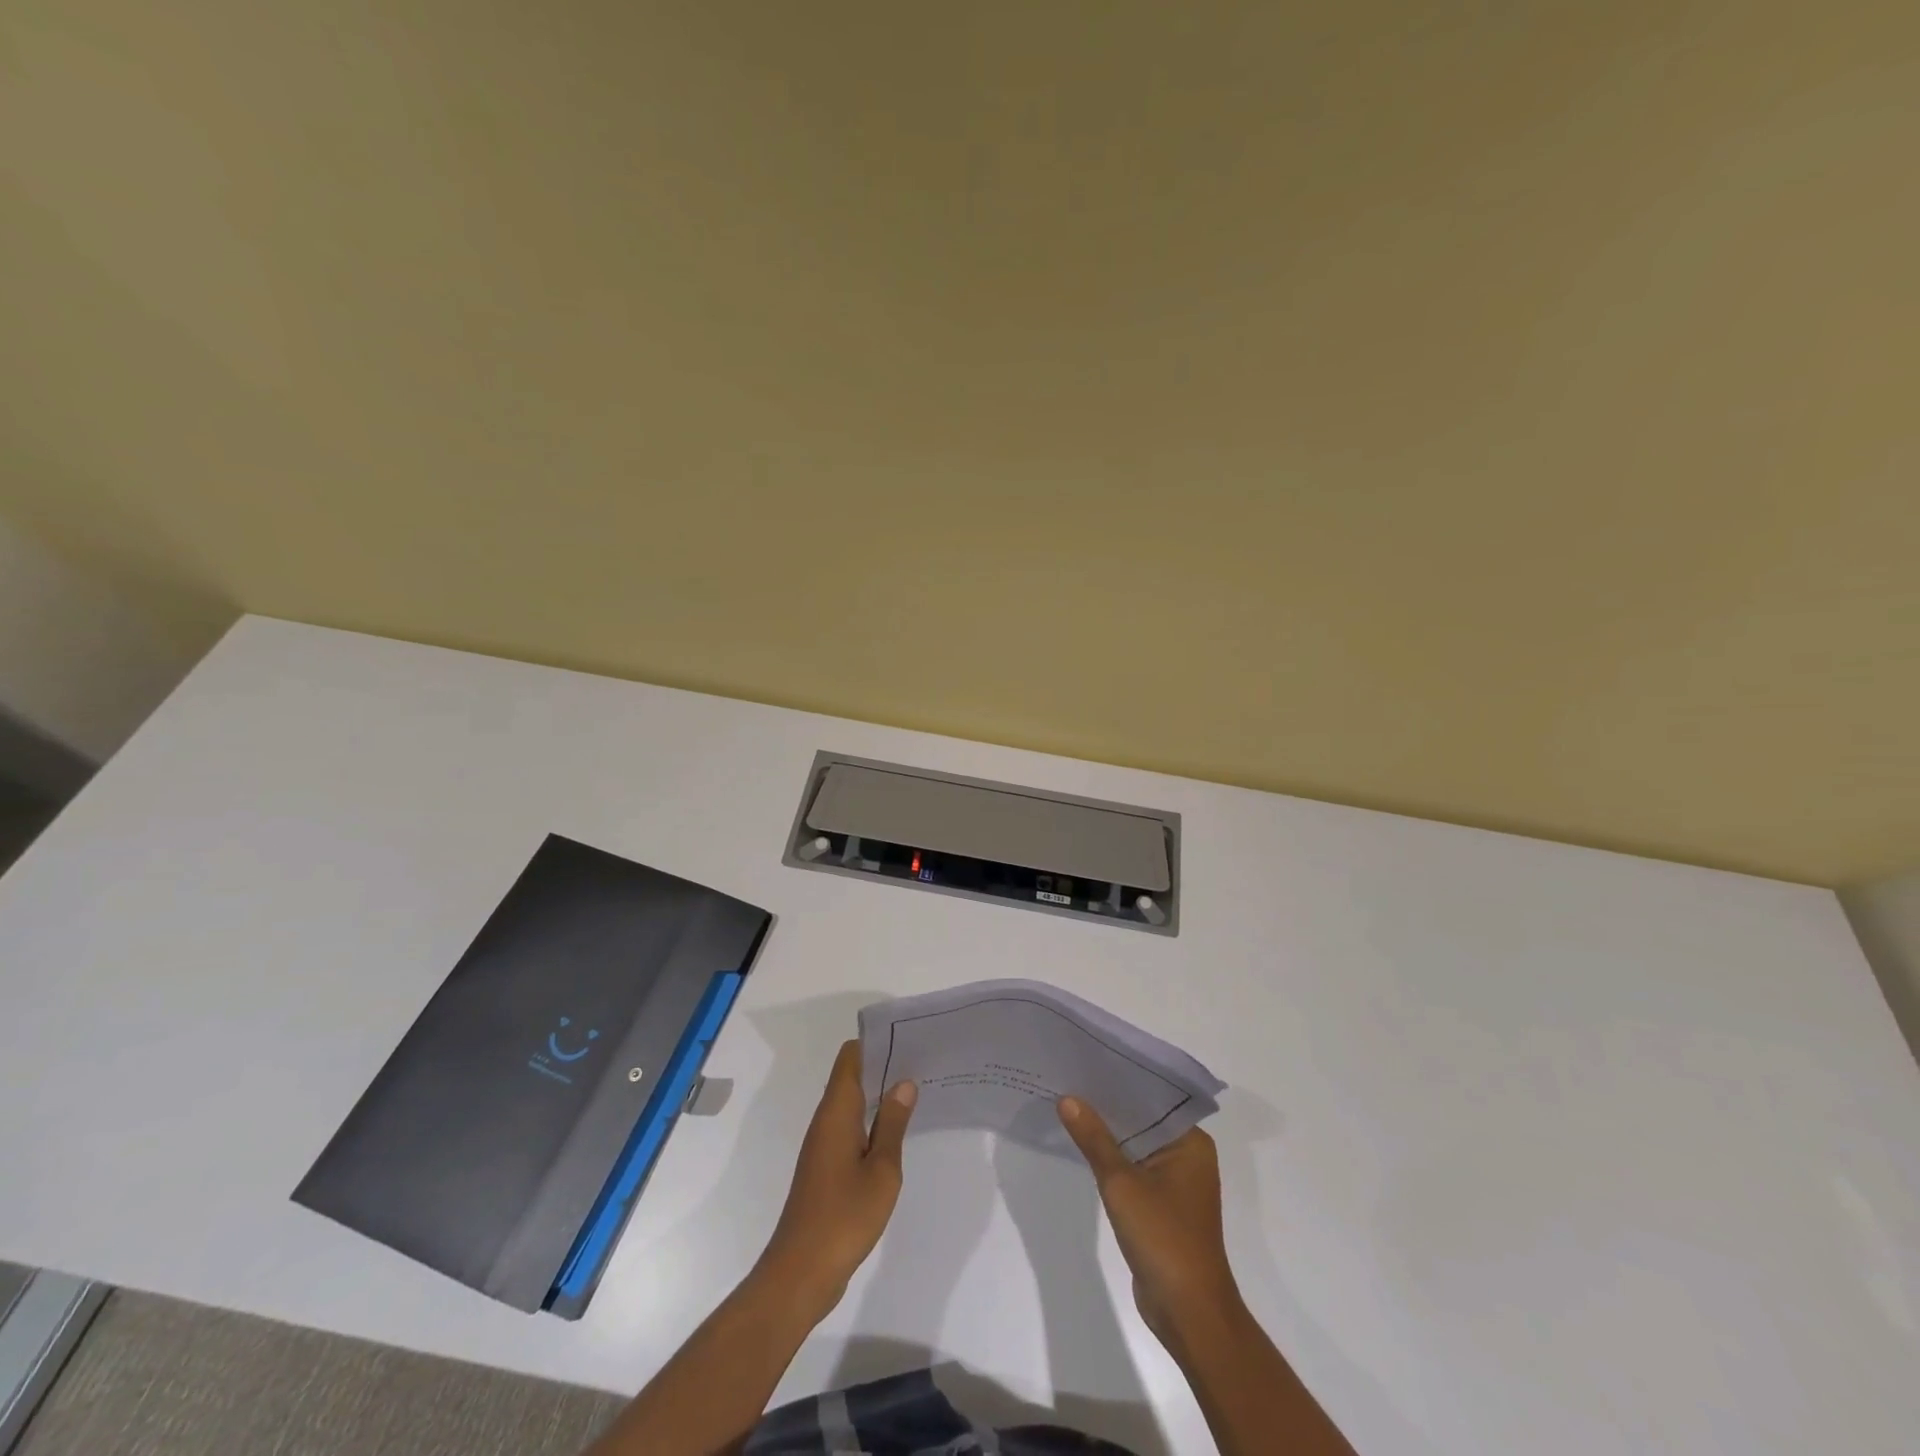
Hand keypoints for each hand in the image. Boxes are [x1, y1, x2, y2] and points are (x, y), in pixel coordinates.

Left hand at [754, 1040, 915, 1322]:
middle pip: (851, 1076)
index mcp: (836, 1112)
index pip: (850, 1057)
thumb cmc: (844, 1217)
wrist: (801, 1273)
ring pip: (851, 1102)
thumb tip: (903, 1082)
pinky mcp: (825, 1167)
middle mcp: (826, 1120)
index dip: (876, 1043)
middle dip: (883, 1066)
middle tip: (922, 1063)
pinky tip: (896, 1132)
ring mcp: (823, 1145)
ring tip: (916, 1091)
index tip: (907, 1040)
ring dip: (878, 1094)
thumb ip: (893, 1124)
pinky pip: (850, 1127)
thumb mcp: (881, 1170)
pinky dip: (871, 1120)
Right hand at [1058, 1097, 1240, 1341]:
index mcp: (1191, 1142)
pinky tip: (1083, 1145)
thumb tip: (1067, 1098)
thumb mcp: (1121, 1182)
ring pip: (1137, 1144)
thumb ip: (1094, 1138)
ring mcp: (1176, 1182)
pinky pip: (1134, 1167)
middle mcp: (1188, 1155)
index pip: (1152, 1098)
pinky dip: (1112, 1158)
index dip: (1119, 1080)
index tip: (1086, 1061)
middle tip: (1070, 1078)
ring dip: (1108, 1132)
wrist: (1188, 1312)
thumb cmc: (1163, 1237)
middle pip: (1143, 1120)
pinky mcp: (1163, 1204)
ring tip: (1069, 1104)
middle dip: (1108, 1105)